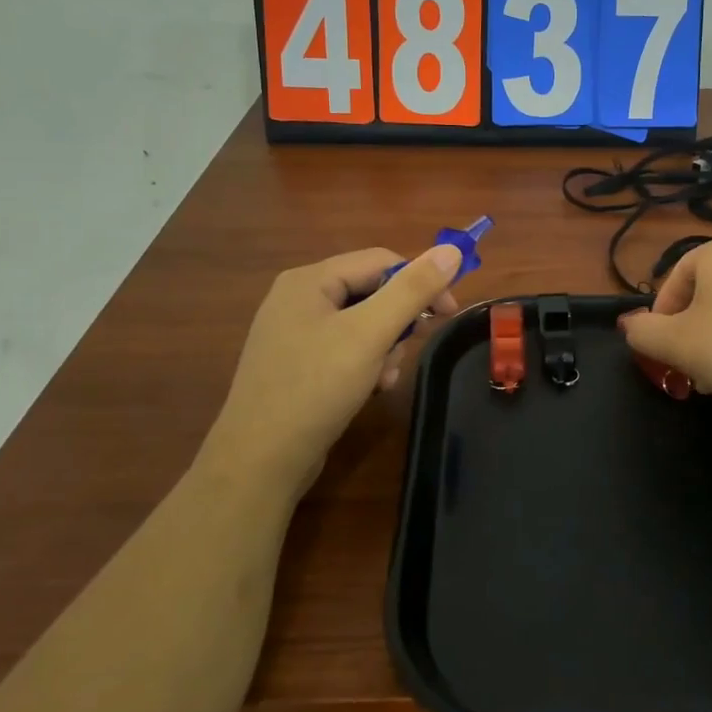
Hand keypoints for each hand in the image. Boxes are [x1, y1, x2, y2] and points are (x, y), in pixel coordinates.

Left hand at [198, 245, 461, 496]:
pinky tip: (371, 389)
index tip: (449, 314)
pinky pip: (344, 349)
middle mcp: (298, 299)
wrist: (260, 461)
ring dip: (385, 348)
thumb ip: (413, 290)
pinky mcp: (296, 365)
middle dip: (398, 322)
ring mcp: (294, 334)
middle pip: (371, 292)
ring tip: (384, 378)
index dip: (421, 282)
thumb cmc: (315, 388)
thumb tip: (452, 250)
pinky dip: (366, 365)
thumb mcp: (371, 334)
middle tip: (409, 350)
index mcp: (310, 281)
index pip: (381, 261)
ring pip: (361, 324)